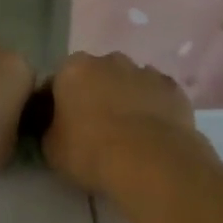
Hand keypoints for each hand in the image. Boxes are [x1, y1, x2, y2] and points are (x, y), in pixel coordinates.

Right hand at [43, 52, 208, 194]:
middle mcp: (109, 60)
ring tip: (127, 134)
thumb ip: (50, 128)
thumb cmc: (91, 152)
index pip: (57, 82)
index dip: (57, 104)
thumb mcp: (52, 148)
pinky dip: (152, 107)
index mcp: (74, 69)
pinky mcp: (172, 88)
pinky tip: (152, 133)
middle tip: (94, 129)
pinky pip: (156, 95)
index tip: (60, 126)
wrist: (151, 162)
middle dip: (94, 95)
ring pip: (128, 82)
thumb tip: (55, 125)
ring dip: (125, 99)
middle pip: (96, 76)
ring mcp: (144, 71)